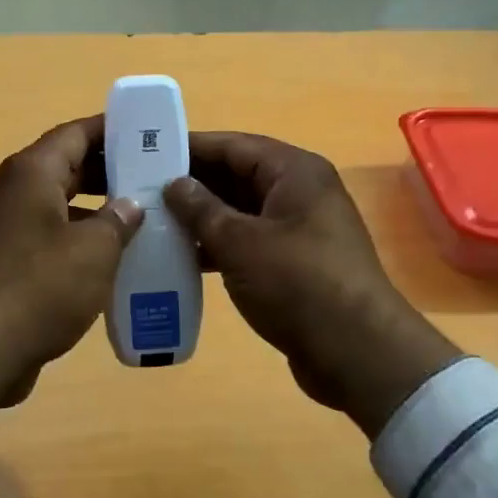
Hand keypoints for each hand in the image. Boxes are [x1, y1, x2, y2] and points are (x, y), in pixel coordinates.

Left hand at [0, 115, 141, 436]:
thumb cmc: (39, 288)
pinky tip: (112, 263)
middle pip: (66, 168)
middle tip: (155, 179)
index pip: (75, 134)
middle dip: (110, 172)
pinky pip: (49, 239)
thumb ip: (118, 220)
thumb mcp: (94, 251)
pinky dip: (79, 243)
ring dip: (97, 212)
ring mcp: (5, 229)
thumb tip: (130, 205)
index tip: (147, 133)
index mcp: (31, 174)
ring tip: (142, 221)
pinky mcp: (5, 264)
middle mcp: (13, 192)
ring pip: (59, 207)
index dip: (112, 130)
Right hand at [165, 132, 461, 438]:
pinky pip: (248, 242)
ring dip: (201, 217)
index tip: (146, 152)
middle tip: (140, 190)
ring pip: (240, 212)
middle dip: (191, 183)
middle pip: (237, 176)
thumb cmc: (297, 283)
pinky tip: (182, 257)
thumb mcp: (240, 242)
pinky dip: (218, 246)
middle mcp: (299, 193)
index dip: (190, 148)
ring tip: (153, 222)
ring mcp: (298, 230)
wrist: (356, 352)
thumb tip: (174, 183)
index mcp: (294, 172)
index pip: (233, 145)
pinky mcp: (294, 264)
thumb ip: (202, 208)